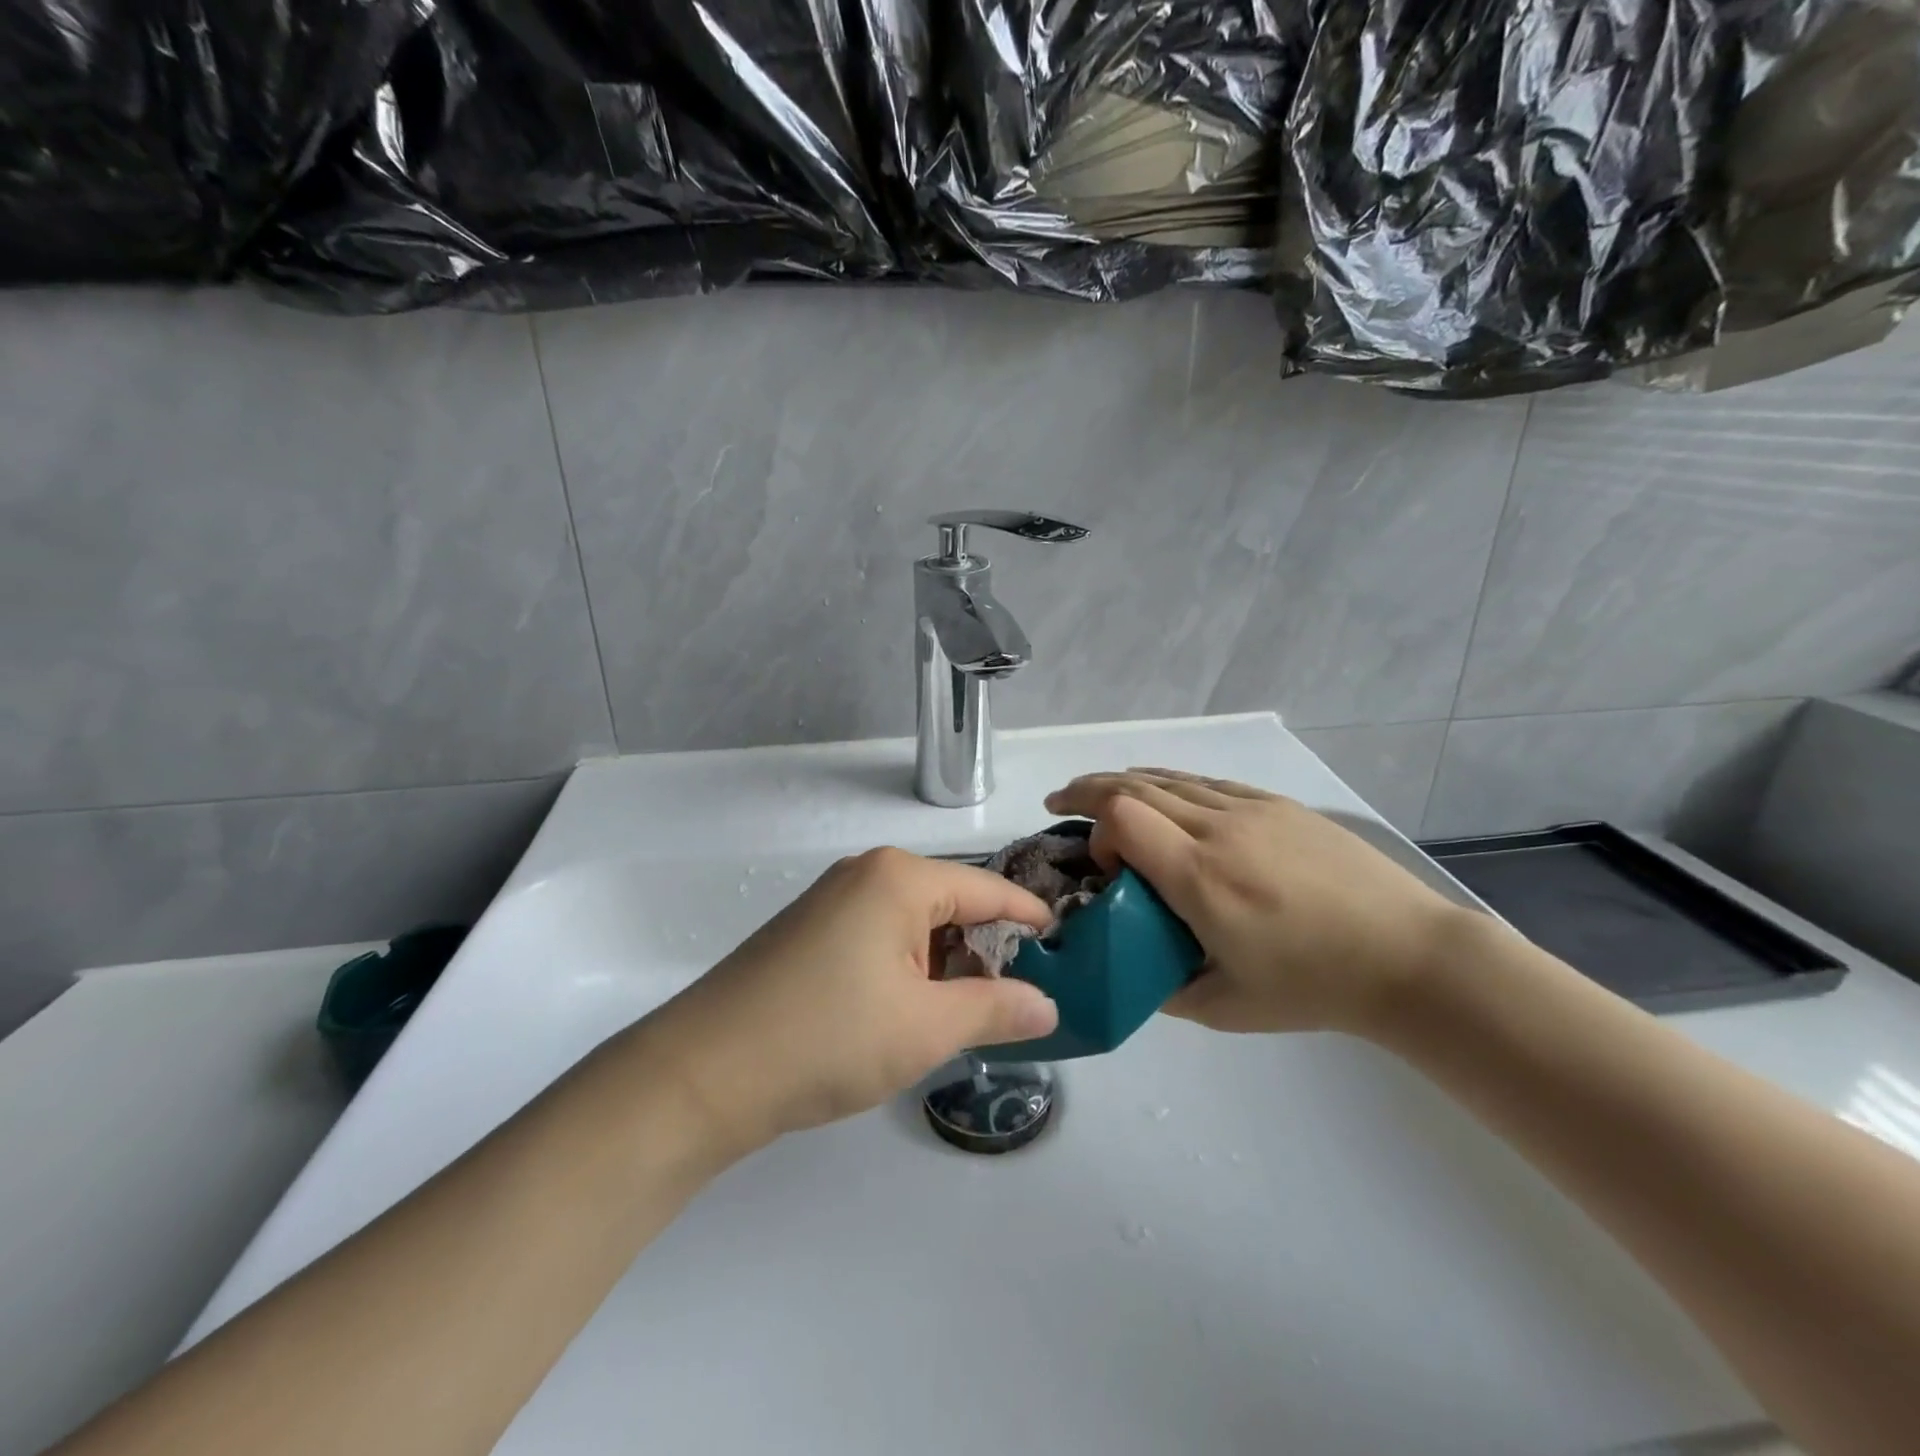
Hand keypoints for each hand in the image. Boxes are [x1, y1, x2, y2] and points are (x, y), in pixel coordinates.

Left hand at [630, 849, 1059, 1152]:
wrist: (704, 1072)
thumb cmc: (829, 1037)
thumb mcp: (926, 1028)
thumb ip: (996, 1010)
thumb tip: (1048, 1005)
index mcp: (899, 878)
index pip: (986, 889)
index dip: (1028, 917)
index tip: (1064, 943)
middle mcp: (865, 874)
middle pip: (948, 904)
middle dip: (983, 950)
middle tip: (1014, 1000)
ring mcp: (830, 902)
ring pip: (912, 925)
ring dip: (942, 966)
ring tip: (963, 1017)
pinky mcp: (808, 933)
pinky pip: (878, 938)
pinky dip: (905, 970)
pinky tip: (907, 1014)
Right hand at [1045, 769, 1466, 1036]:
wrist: (1408, 956)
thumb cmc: (1314, 987)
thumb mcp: (1225, 1007)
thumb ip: (1161, 988)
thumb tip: (1127, 970)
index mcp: (1200, 877)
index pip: (1122, 816)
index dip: (1096, 830)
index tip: (1106, 869)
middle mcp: (1218, 829)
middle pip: (1134, 785)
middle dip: (1087, 791)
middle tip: (1059, 803)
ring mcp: (1251, 809)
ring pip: (1170, 778)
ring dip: (1125, 782)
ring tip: (1098, 792)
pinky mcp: (1278, 805)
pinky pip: (1207, 782)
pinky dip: (1170, 782)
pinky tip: (1163, 793)